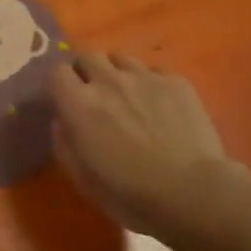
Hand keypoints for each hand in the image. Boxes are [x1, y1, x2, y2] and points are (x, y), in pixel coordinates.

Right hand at [49, 52, 247, 240]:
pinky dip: (150, 84)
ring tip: (128, 96)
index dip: (59, 84)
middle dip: (86, 71)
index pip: (57, 72)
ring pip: (121, 59)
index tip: (65, 99)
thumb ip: (65, 145)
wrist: (193, 193)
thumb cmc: (131, 195)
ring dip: (117, 73)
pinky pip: (154, 72)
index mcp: (80, 104)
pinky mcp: (176, 82)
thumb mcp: (84, 181)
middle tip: (94, 95)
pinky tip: (160, 107)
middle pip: (88, 55)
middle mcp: (109, 81)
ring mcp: (145, 77)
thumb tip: (61, 120)